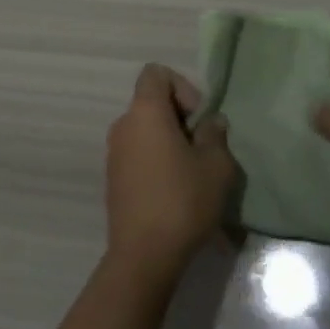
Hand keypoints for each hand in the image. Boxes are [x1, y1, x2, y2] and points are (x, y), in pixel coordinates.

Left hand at [105, 65, 237, 286]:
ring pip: (145, 131)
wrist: (143, 255)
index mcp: (145, 111)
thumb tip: (211, 122)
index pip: (156, 73)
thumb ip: (215, 135)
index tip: (198, 118)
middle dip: (180, 118)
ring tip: (193, 174)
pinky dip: (156, 161)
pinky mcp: (113, 179)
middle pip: (151, 102)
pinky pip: (138, 154)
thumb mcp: (216, 166)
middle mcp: (123, 124)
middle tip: (203, 148)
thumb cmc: (183, 200)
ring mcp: (114, 152)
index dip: (182, 86)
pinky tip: (175, 192)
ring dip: (169, 142)